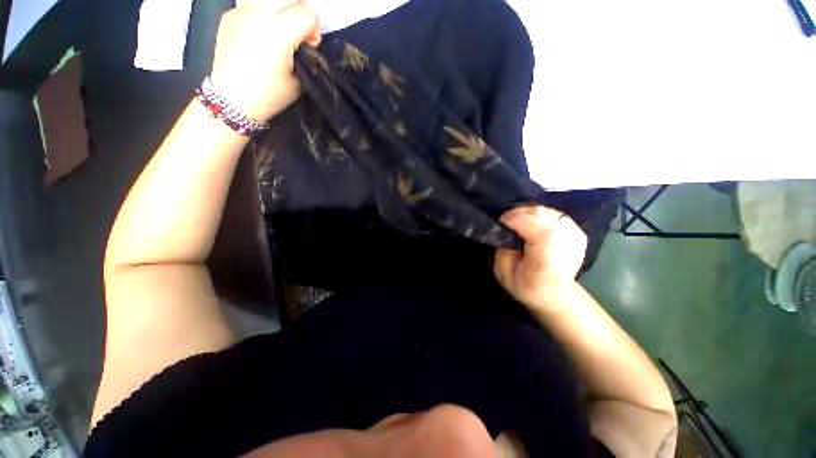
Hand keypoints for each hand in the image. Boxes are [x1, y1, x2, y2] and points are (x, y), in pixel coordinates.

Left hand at [209, 0, 321, 121]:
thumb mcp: (299, 79)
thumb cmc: (270, 94)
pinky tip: (261, 33)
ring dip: (282, 9)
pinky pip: (254, 3)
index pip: (307, 13)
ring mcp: (240, 10)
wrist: (232, 99)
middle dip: (300, 12)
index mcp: (277, 32)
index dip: (314, 31)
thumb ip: (306, 54)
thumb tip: (305, 40)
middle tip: (298, 33)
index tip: (309, 47)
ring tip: (279, 30)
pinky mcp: (230, 13)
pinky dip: (264, 13)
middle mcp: (258, 13)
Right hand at [494, 206, 587, 313]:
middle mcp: (566, 244)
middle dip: (518, 213)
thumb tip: (506, 228)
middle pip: (540, 215)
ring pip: (546, 211)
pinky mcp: (577, 231)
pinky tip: (532, 224)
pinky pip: (553, 213)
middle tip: (506, 222)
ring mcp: (575, 236)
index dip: (514, 219)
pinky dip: (539, 215)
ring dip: (528, 213)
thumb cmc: (527, 287)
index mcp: (547, 259)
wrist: (556, 294)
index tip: (501, 223)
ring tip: (517, 223)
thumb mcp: (504, 274)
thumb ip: (503, 250)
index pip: (534, 226)